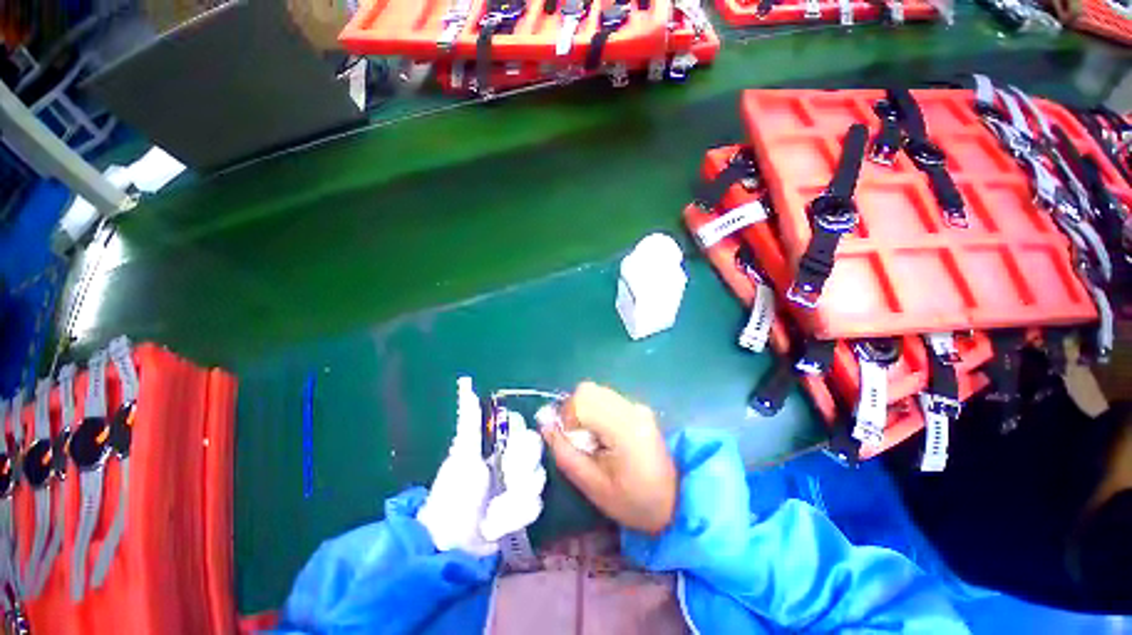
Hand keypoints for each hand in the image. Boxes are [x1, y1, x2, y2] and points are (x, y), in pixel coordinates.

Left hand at [418, 379, 545, 555]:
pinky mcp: (525, 507)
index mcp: (498, 441)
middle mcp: (513, 456)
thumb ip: (470, 422)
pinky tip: (498, 525)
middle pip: (537, 450)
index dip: (519, 441)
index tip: (505, 455)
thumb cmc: (453, 492)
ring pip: (539, 478)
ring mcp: (521, 482)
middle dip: (520, 471)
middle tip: (503, 482)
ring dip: (515, 498)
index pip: (523, 425)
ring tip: (493, 512)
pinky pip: (537, 504)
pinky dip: (516, 516)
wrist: (451, 542)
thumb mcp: (461, 455)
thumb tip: (466, 386)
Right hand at [540, 382, 676, 533]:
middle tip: (580, 441)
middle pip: (587, 390)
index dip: (567, 417)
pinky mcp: (637, 407)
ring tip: (593, 440)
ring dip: (584, 412)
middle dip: (574, 412)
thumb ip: (565, 452)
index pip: (583, 398)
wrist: (676, 501)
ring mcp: (637, 405)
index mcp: (625, 427)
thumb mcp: (593, 486)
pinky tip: (604, 436)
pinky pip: (605, 399)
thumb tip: (544, 423)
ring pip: (595, 392)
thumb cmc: (634, 502)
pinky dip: (595, 412)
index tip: (572, 441)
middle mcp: (632, 408)